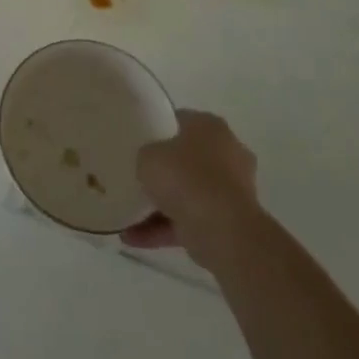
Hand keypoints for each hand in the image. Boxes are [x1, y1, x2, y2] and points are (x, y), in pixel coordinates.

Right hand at [121, 110, 263, 270]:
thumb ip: (145, 155)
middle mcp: (227, 153)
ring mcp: (231, 190)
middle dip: (163, 172)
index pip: (179, 121)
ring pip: (188, 194)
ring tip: (126, 215)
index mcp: (210, 126)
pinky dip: (164, 229)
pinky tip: (133, 237)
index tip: (137, 142)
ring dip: (160, 206)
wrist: (222, 230)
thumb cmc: (185, 178)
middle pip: (186, 159)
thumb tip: (148, 164)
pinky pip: (190, 221)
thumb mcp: (148, 155)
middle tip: (135, 177)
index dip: (156, 130)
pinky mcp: (229, 223)